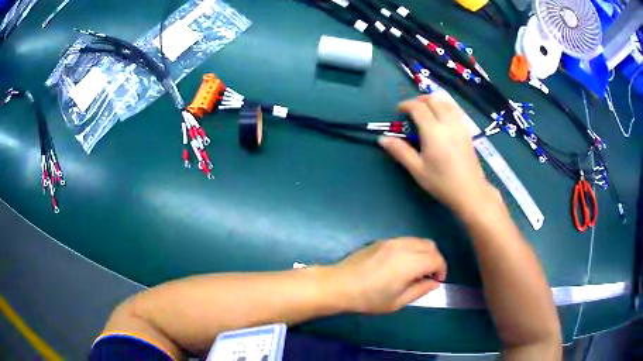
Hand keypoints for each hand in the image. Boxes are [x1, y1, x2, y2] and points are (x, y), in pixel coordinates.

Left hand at [328, 237, 446, 313]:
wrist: (339, 285)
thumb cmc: (369, 298)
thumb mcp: (397, 301)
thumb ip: (420, 290)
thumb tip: (434, 282)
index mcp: (410, 262)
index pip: (436, 259)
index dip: (442, 270)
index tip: (437, 281)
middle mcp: (404, 246)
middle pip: (430, 246)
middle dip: (435, 260)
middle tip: (428, 276)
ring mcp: (391, 241)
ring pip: (418, 240)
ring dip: (423, 253)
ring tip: (415, 270)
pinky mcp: (381, 241)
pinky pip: (404, 241)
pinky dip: (411, 249)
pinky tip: (401, 264)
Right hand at [379, 92, 494, 215]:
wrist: (470, 192)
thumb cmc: (442, 182)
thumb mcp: (417, 169)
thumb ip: (400, 151)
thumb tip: (382, 139)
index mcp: (433, 131)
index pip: (418, 108)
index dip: (406, 105)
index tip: (399, 110)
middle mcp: (447, 123)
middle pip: (433, 100)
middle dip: (420, 100)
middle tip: (411, 109)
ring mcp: (460, 126)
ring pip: (446, 102)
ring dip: (434, 100)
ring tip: (426, 109)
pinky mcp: (467, 131)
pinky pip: (455, 110)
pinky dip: (445, 106)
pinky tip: (442, 117)